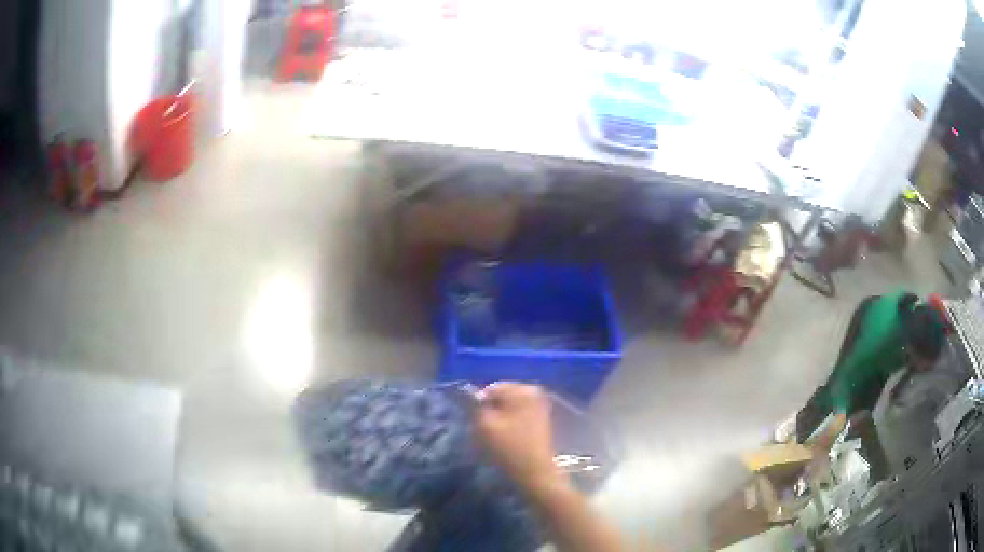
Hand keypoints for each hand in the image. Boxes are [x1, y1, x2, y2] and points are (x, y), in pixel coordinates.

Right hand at [476, 383, 559, 489]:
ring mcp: (540, 406)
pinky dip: (509, 424)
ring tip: (496, 437)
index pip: (489, 390)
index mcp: (522, 390)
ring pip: (508, 407)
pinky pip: (518, 415)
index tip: (477, 424)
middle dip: (490, 411)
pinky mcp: (541, 419)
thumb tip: (467, 393)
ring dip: (499, 419)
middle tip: (485, 431)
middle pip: (500, 397)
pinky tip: (507, 439)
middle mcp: (534, 392)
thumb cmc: (509, 449)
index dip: (478, 406)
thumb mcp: (484, 425)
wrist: (535, 473)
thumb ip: (474, 405)